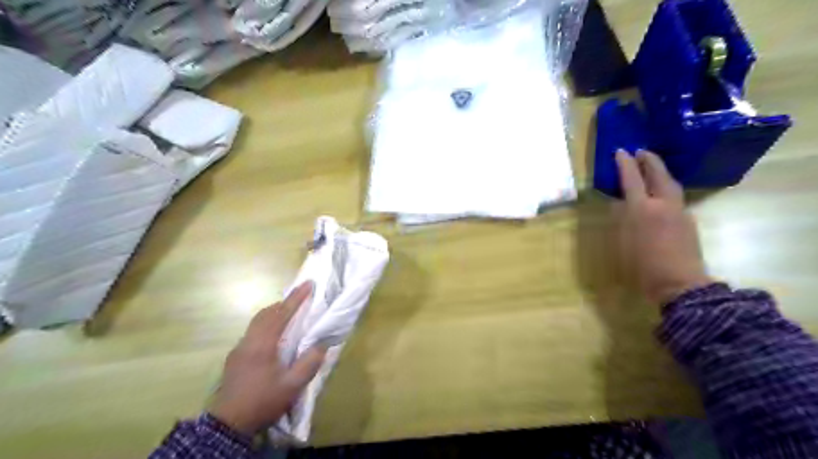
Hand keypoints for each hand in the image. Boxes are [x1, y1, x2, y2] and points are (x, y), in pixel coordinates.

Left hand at [207, 281, 327, 435]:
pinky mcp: (235, 358)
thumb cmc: (262, 401)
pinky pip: (253, 331)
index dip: (296, 298)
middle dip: (283, 303)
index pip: (281, 314)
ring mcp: (239, 349)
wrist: (228, 424)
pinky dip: (266, 324)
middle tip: (300, 299)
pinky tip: (273, 336)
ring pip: (257, 321)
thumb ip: (309, 363)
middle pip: (266, 313)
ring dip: (273, 313)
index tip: (308, 284)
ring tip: (289, 314)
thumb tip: (321, 345)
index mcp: (263, 344)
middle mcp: (248, 341)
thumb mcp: (292, 386)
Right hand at [614, 151, 709, 303]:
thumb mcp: (623, 242)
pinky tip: (660, 195)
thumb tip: (622, 205)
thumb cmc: (642, 266)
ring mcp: (679, 212)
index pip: (632, 179)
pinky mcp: (688, 221)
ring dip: (660, 172)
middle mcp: (663, 205)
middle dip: (649, 160)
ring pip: (671, 184)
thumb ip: (623, 220)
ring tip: (651, 168)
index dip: (625, 163)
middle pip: (658, 174)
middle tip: (641, 151)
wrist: (679, 284)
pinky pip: (675, 197)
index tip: (620, 151)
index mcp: (642, 209)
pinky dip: (666, 189)